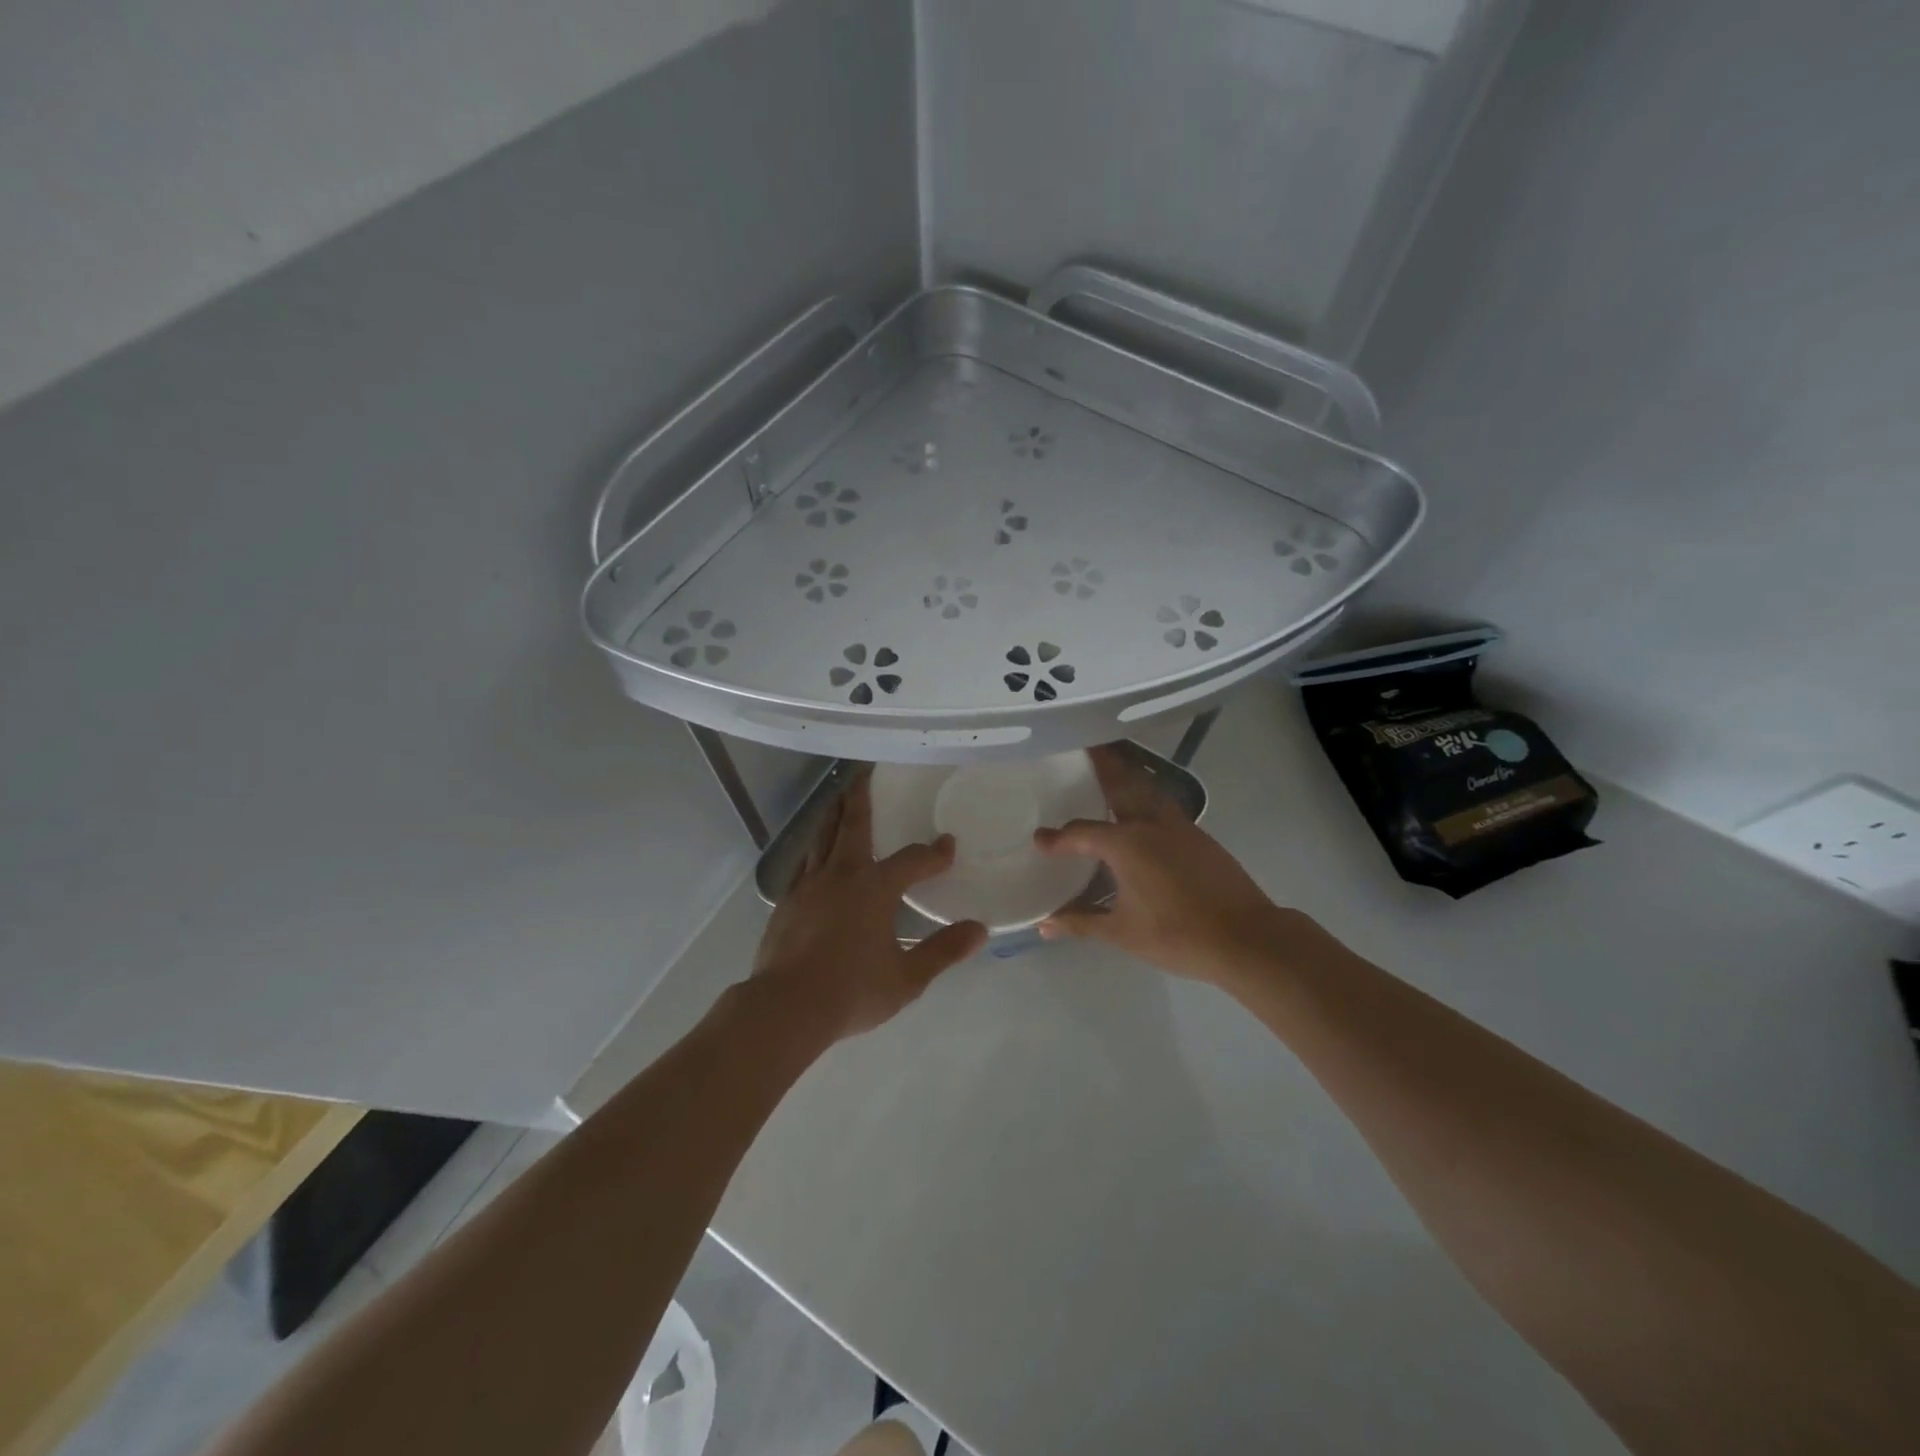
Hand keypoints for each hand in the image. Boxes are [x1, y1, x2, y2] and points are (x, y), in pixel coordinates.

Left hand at [754, 774, 987, 1040]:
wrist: (785, 1008)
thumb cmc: (852, 991)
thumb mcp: (907, 977)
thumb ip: (943, 951)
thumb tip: (979, 931)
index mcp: (874, 888)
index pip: (912, 860)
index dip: (933, 853)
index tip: (948, 845)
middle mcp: (841, 875)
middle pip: (853, 825)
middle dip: (861, 798)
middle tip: (864, 774)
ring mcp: (809, 885)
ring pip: (822, 837)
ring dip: (834, 815)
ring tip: (839, 799)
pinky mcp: (786, 902)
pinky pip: (804, 863)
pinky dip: (815, 849)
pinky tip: (815, 854)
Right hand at [1034, 745, 1290, 984]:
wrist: (1245, 937)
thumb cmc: (1177, 935)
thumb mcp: (1122, 932)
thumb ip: (1081, 921)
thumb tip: (1044, 924)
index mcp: (1125, 844)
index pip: (1081, 834)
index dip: (1057, 839)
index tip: (1039, 840)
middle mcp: (1149, 824)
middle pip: (1120, 784)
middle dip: (1102, 764)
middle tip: (1086, 744)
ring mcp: (1178, 827)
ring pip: (1146, 790)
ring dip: (1127, 776)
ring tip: (1111, 767)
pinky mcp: (1198, 836)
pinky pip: (1164, 805)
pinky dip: (1146, 795)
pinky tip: (1142, 809)